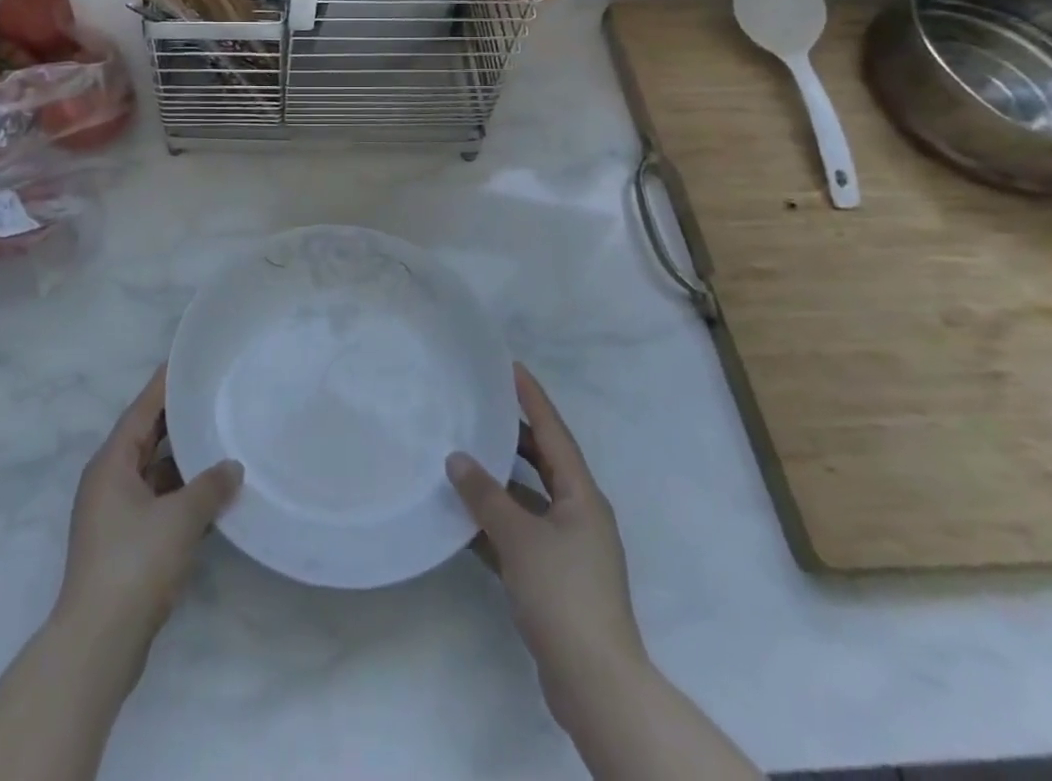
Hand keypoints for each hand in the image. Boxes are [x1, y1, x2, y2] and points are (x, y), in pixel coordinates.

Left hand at [54, 366, 242, 658]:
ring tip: (221, 442)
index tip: (186, 362)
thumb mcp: (179, 519)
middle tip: (212, 396)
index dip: (164, 385)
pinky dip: (182, 495)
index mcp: (111, 463)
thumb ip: (210, 487)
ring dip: (184, 462)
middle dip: (177, 420)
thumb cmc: (134, 564)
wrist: (99, 643)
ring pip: (154, 473)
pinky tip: (213, 496)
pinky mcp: (125, 543)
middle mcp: (109, 481)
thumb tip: (233, 467)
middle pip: (146, 438)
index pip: (141, 410)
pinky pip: (158, 502)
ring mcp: (115, 514)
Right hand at [446, 364, 645, 723]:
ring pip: (528, 500)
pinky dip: (495, 524)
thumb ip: (485, 495)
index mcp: (582, 496)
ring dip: (499, 483)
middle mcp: (579, 515)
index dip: (532, 398)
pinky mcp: (555, 579)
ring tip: (462, 457)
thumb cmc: (563, 595)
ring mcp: (568, 550)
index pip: (553, 433)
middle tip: (480, 408)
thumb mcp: (519, 538)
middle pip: (543, 462)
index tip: (511, 367)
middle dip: (513, 436)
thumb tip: (457, 458)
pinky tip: (461, 519)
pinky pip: (520, 535)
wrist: (595, 684)